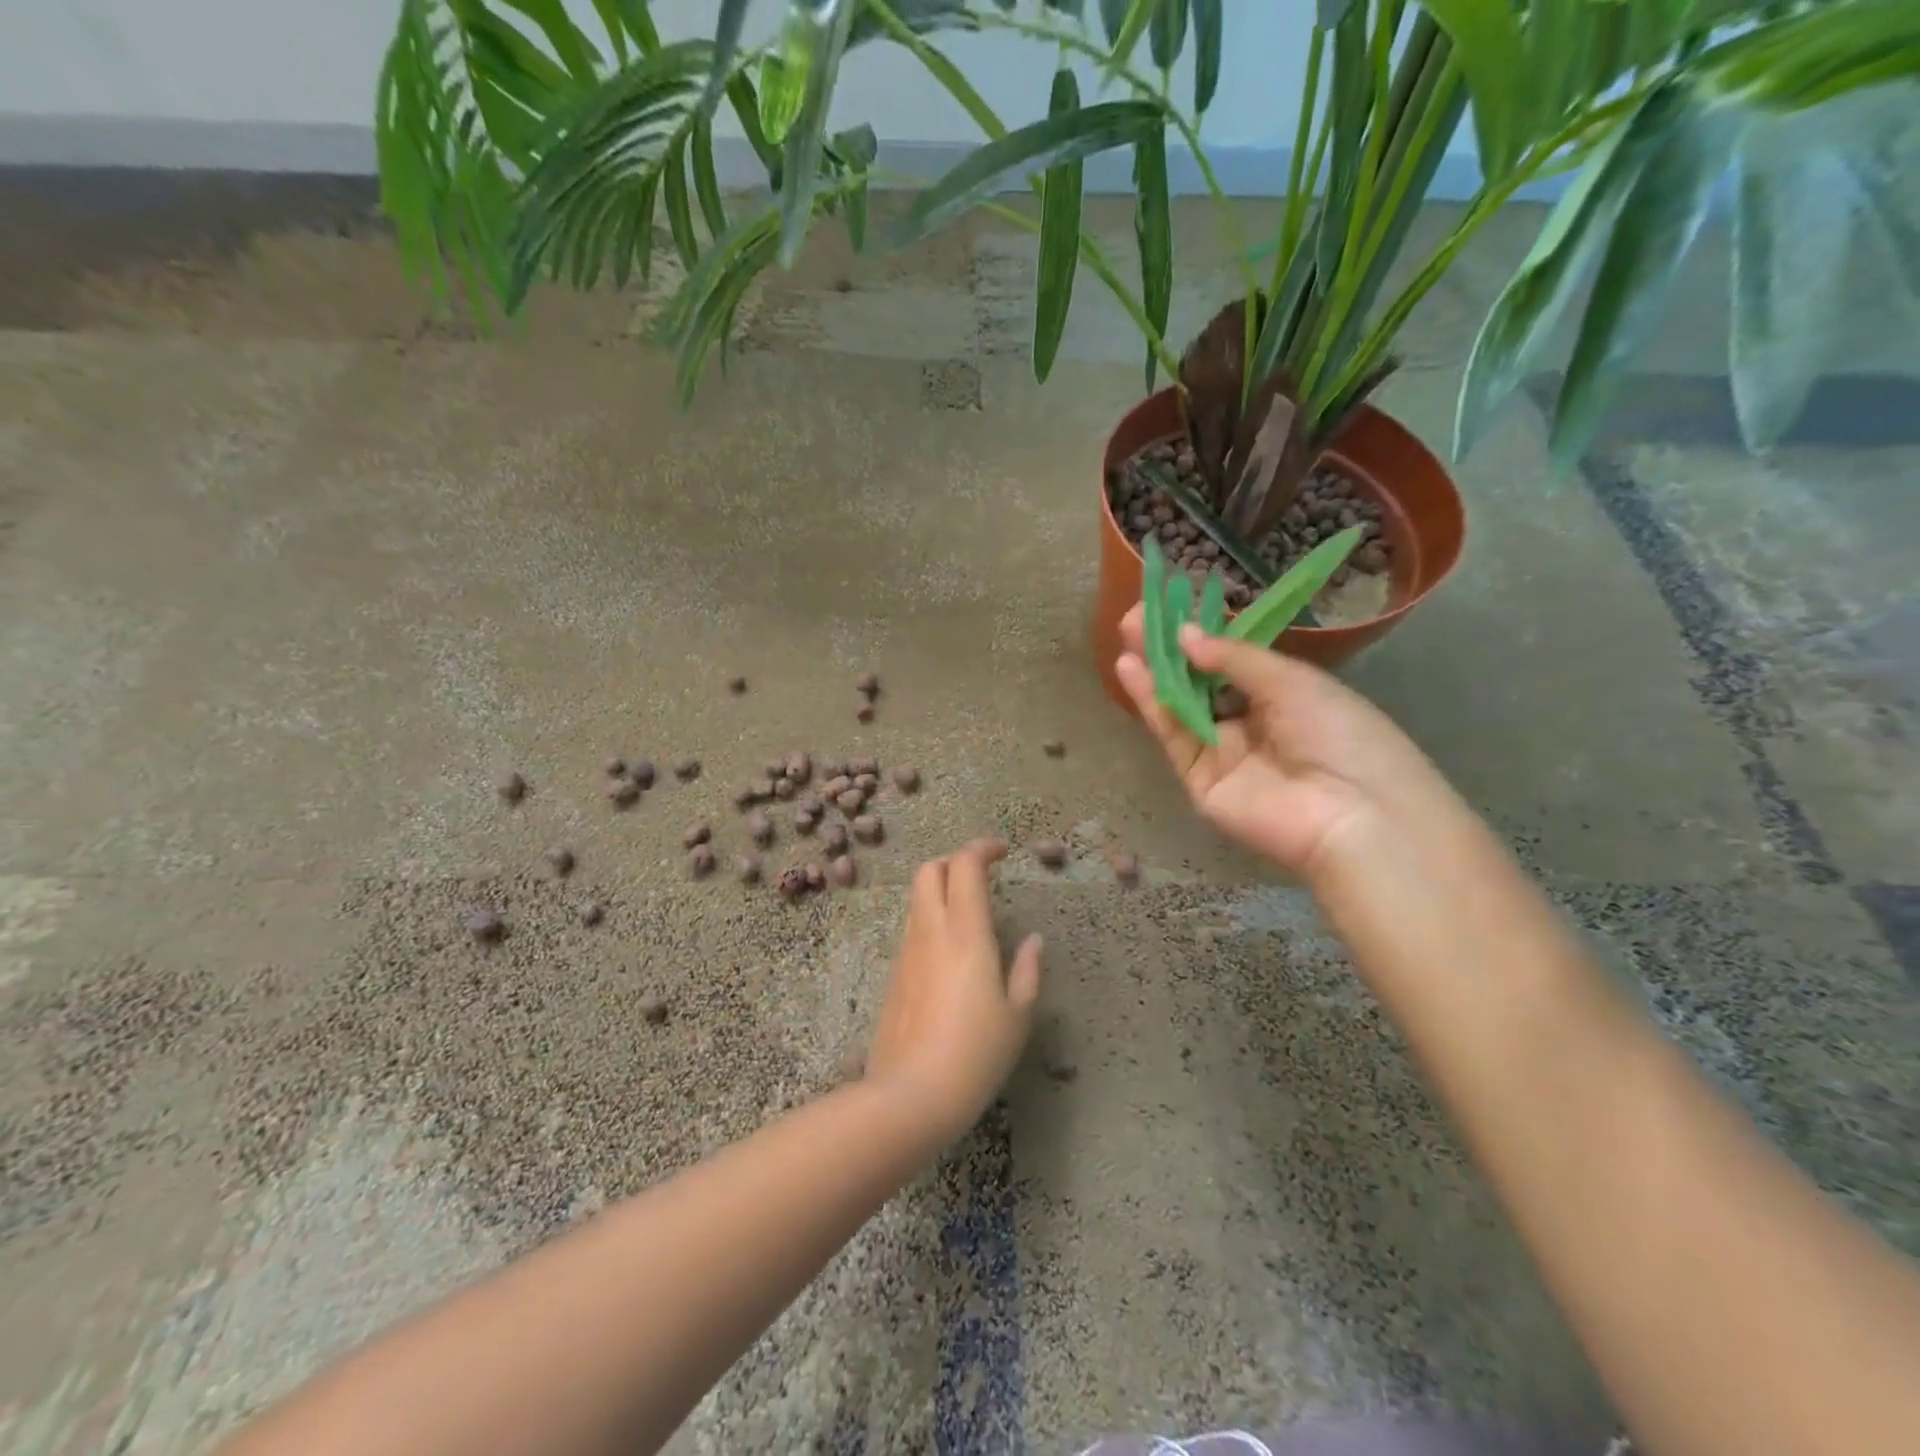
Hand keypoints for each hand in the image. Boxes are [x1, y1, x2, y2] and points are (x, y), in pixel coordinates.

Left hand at [863, 839, 1042, 1145]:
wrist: (909, 1096)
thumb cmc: (975, 1054)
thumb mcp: (1017, 1015)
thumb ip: (1027, 970)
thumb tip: (1033, 940)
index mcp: (965, 932)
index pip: (964, 865)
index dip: (982, 848)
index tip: (1002, 852)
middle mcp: (930, 932)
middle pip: (929, 870)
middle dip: (954, 862)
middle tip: (981, 878)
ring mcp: (906, 953)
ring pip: (917, 901)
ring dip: (941, 892)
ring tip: (971, 918)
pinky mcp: (893, 976)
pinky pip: (912, 932)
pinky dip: (931, 923)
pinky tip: (951, 958)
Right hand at [1114, 606, 1464, 881]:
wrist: (1352, 814)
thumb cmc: (1339, 734)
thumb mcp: (1292, 681)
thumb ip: (1234, 658)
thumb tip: (1185, 634)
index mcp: (1283, 697)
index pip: (1232, 662)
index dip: (1203, 635)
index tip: (1173, 604)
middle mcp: (1249, 723)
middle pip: (1200, 682)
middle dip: (1169, 649)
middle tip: (1137, 616)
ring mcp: (1222, 753)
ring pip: (1180, 706)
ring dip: (1154, 670)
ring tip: (1127, 633)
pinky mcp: (1199, 779)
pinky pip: (1174, 736)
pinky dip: (1151, 703)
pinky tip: (1132, 670)